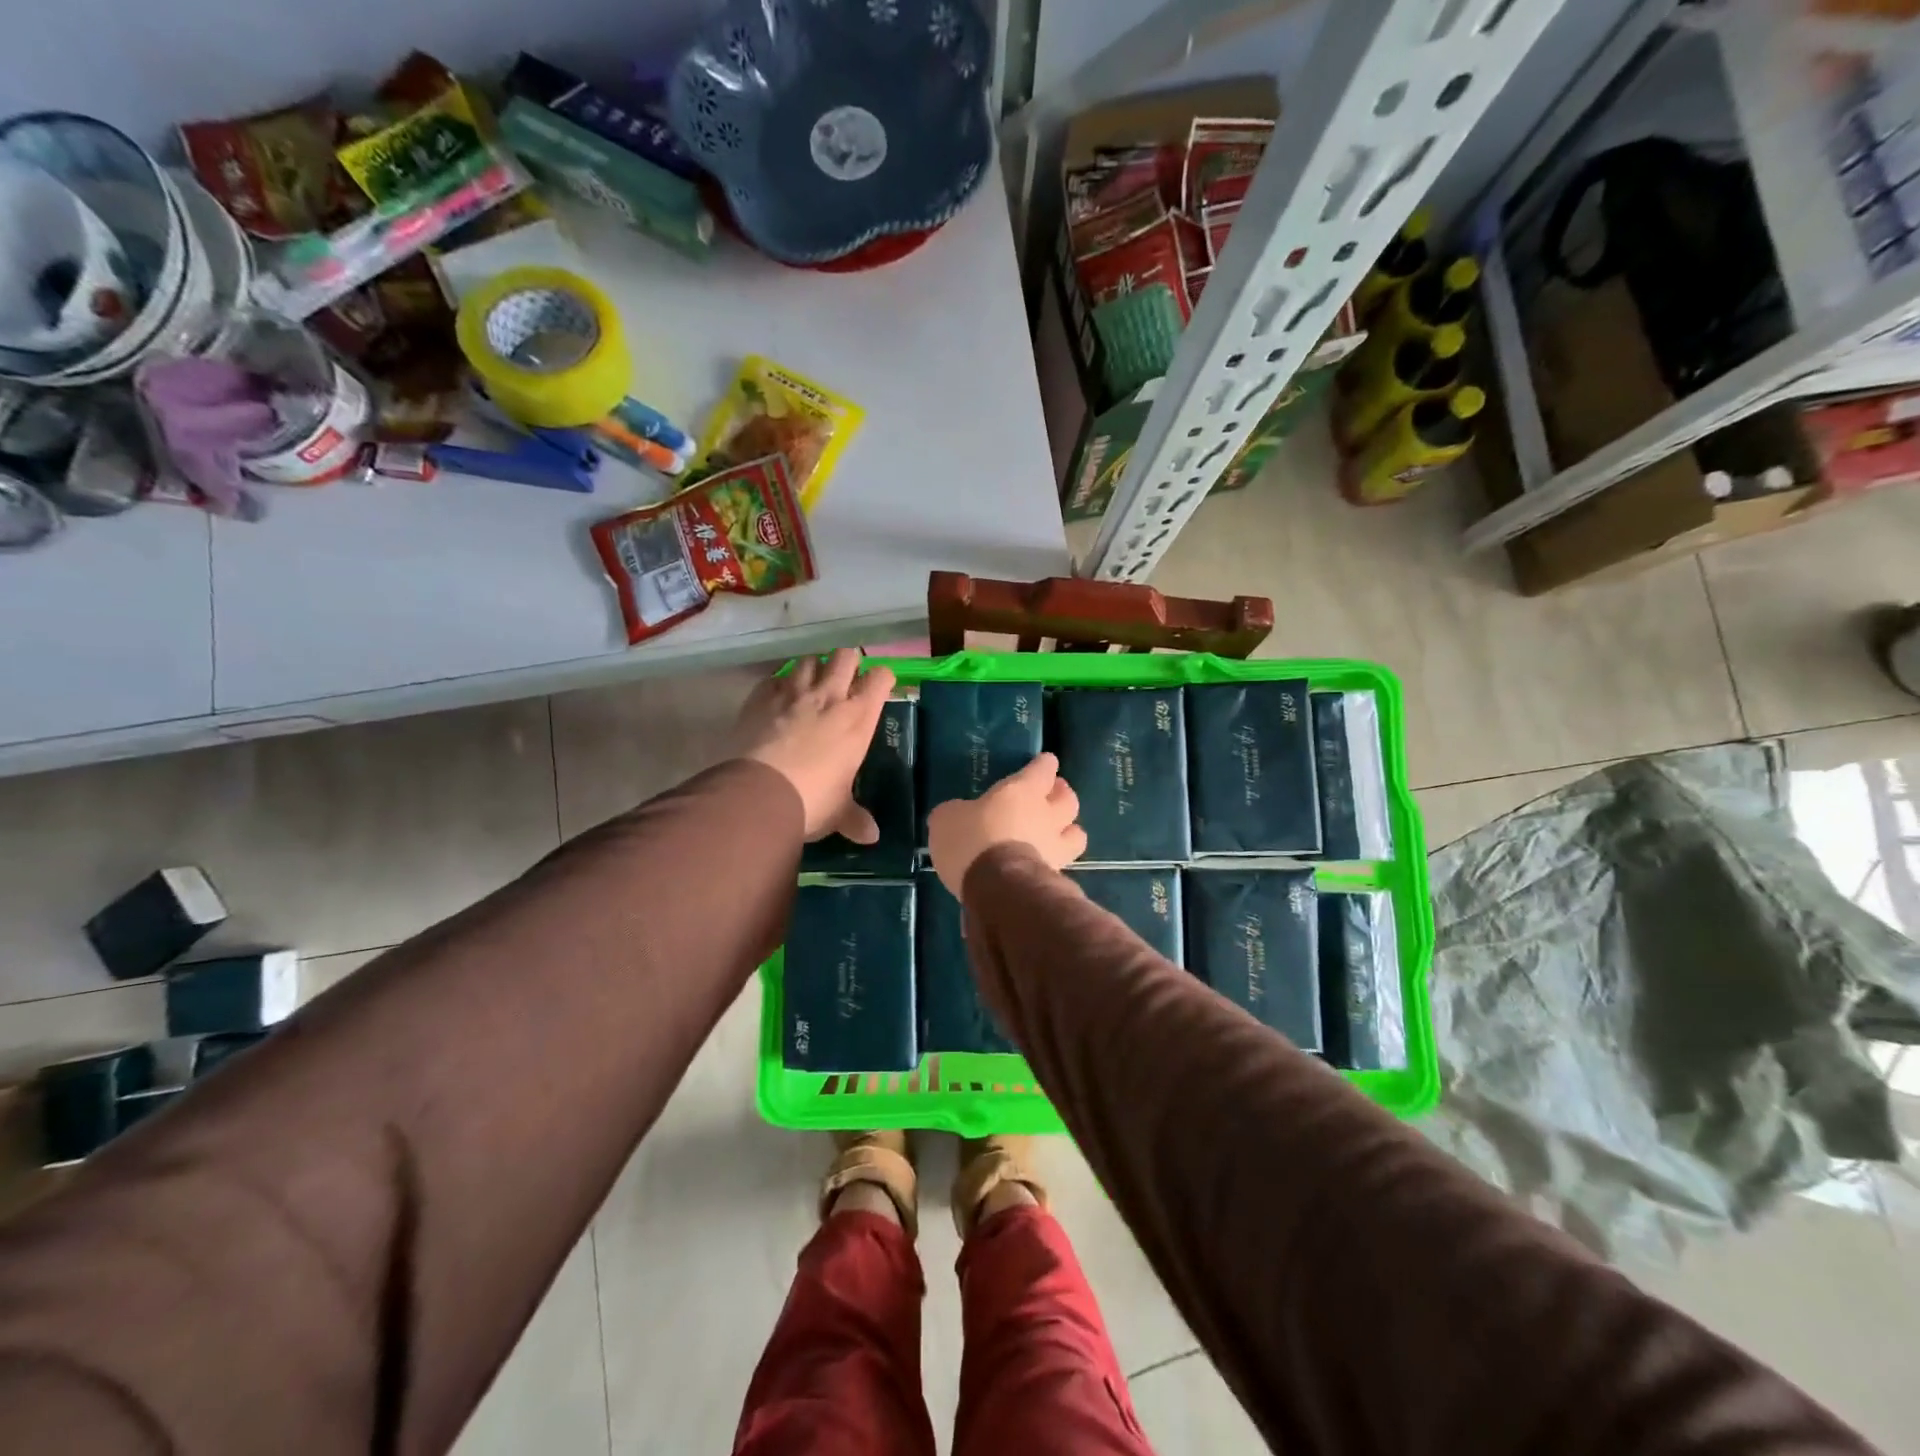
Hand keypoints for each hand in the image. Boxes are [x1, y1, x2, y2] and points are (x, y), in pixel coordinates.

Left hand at [732, 649, 895, 841]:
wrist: (759, 795)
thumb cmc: (813, 801)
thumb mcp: (839, 812)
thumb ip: (856, 819)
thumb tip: (872, 837)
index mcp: (858, 719)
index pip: (880, 678)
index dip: (881, 679)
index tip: (878, 689)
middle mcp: (829, 697)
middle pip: (846, 655)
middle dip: (848, 662)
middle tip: (844, 680)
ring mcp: (792, 693)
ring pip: (808, 660)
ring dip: (812, 668)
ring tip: (810, 684)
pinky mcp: (760, 698)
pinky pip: (773, 679)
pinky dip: (778, 685)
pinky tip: (776, 699)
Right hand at [927, 752, 1086, 896]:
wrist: (997, 888)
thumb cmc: (972, 841)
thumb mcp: (947, 819)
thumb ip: (957, 812)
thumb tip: (957, 815)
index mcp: (1023, 790)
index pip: (1043, 768)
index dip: (1043, 765)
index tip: (1042, 764)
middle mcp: (1047, 815)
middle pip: (1068, 799)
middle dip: (1062, 795)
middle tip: (1051, 797)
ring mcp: (1056, 847)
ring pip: (1077, 833)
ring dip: (1069, 830)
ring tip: (1058, 833)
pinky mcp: (1056, 876)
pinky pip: (1064, 863)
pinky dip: (1058, 861)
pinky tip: (1046, 864)